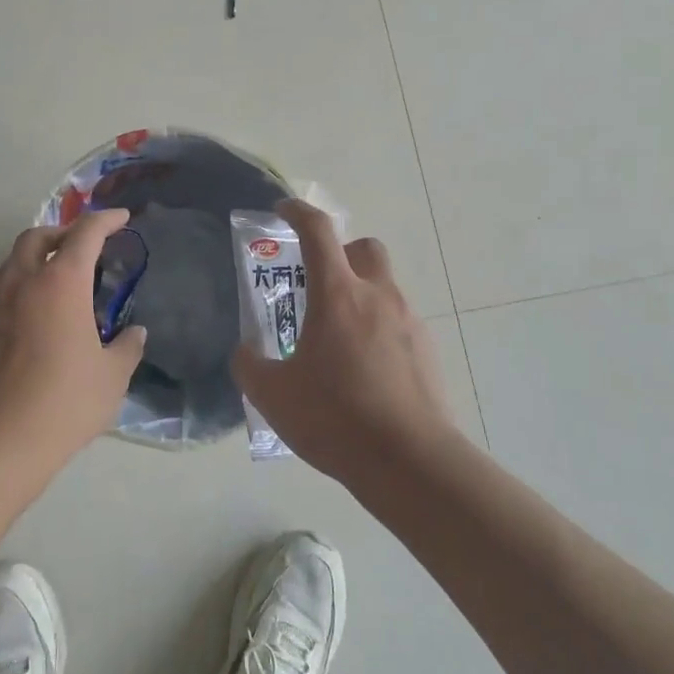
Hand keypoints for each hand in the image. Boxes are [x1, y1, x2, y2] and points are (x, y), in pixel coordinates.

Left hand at [0, 209, 147, 469]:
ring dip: (36, 258)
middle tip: (83, 247)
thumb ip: (126, 348)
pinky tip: (32, 316)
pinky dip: (18, 287)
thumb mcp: (111, 377)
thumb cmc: (64, 401)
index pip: (85, 233)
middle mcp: (21, 280)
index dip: (105, 220)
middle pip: (38, 235)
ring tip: (56, 282)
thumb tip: (135, 334)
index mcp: (61, 282)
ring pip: (12, 261)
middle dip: (62, 232)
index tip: (121, 217)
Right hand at [232, 200, 454, 486]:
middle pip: (366, 248)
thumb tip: (245, 352)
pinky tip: (364, 368)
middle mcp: (378, 297)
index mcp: (338, 295)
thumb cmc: (335, 418)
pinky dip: (379, 329)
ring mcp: (409, 322)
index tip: (283, 211)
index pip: (318, 232)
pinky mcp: (428, 351)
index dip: (297, 213)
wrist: (410, 462)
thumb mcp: (272, 395)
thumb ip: (250, 365)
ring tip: (338, 337)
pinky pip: (399, 322)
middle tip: (319, 282)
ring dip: (361, 295)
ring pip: (385, 287)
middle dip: (342, 253)